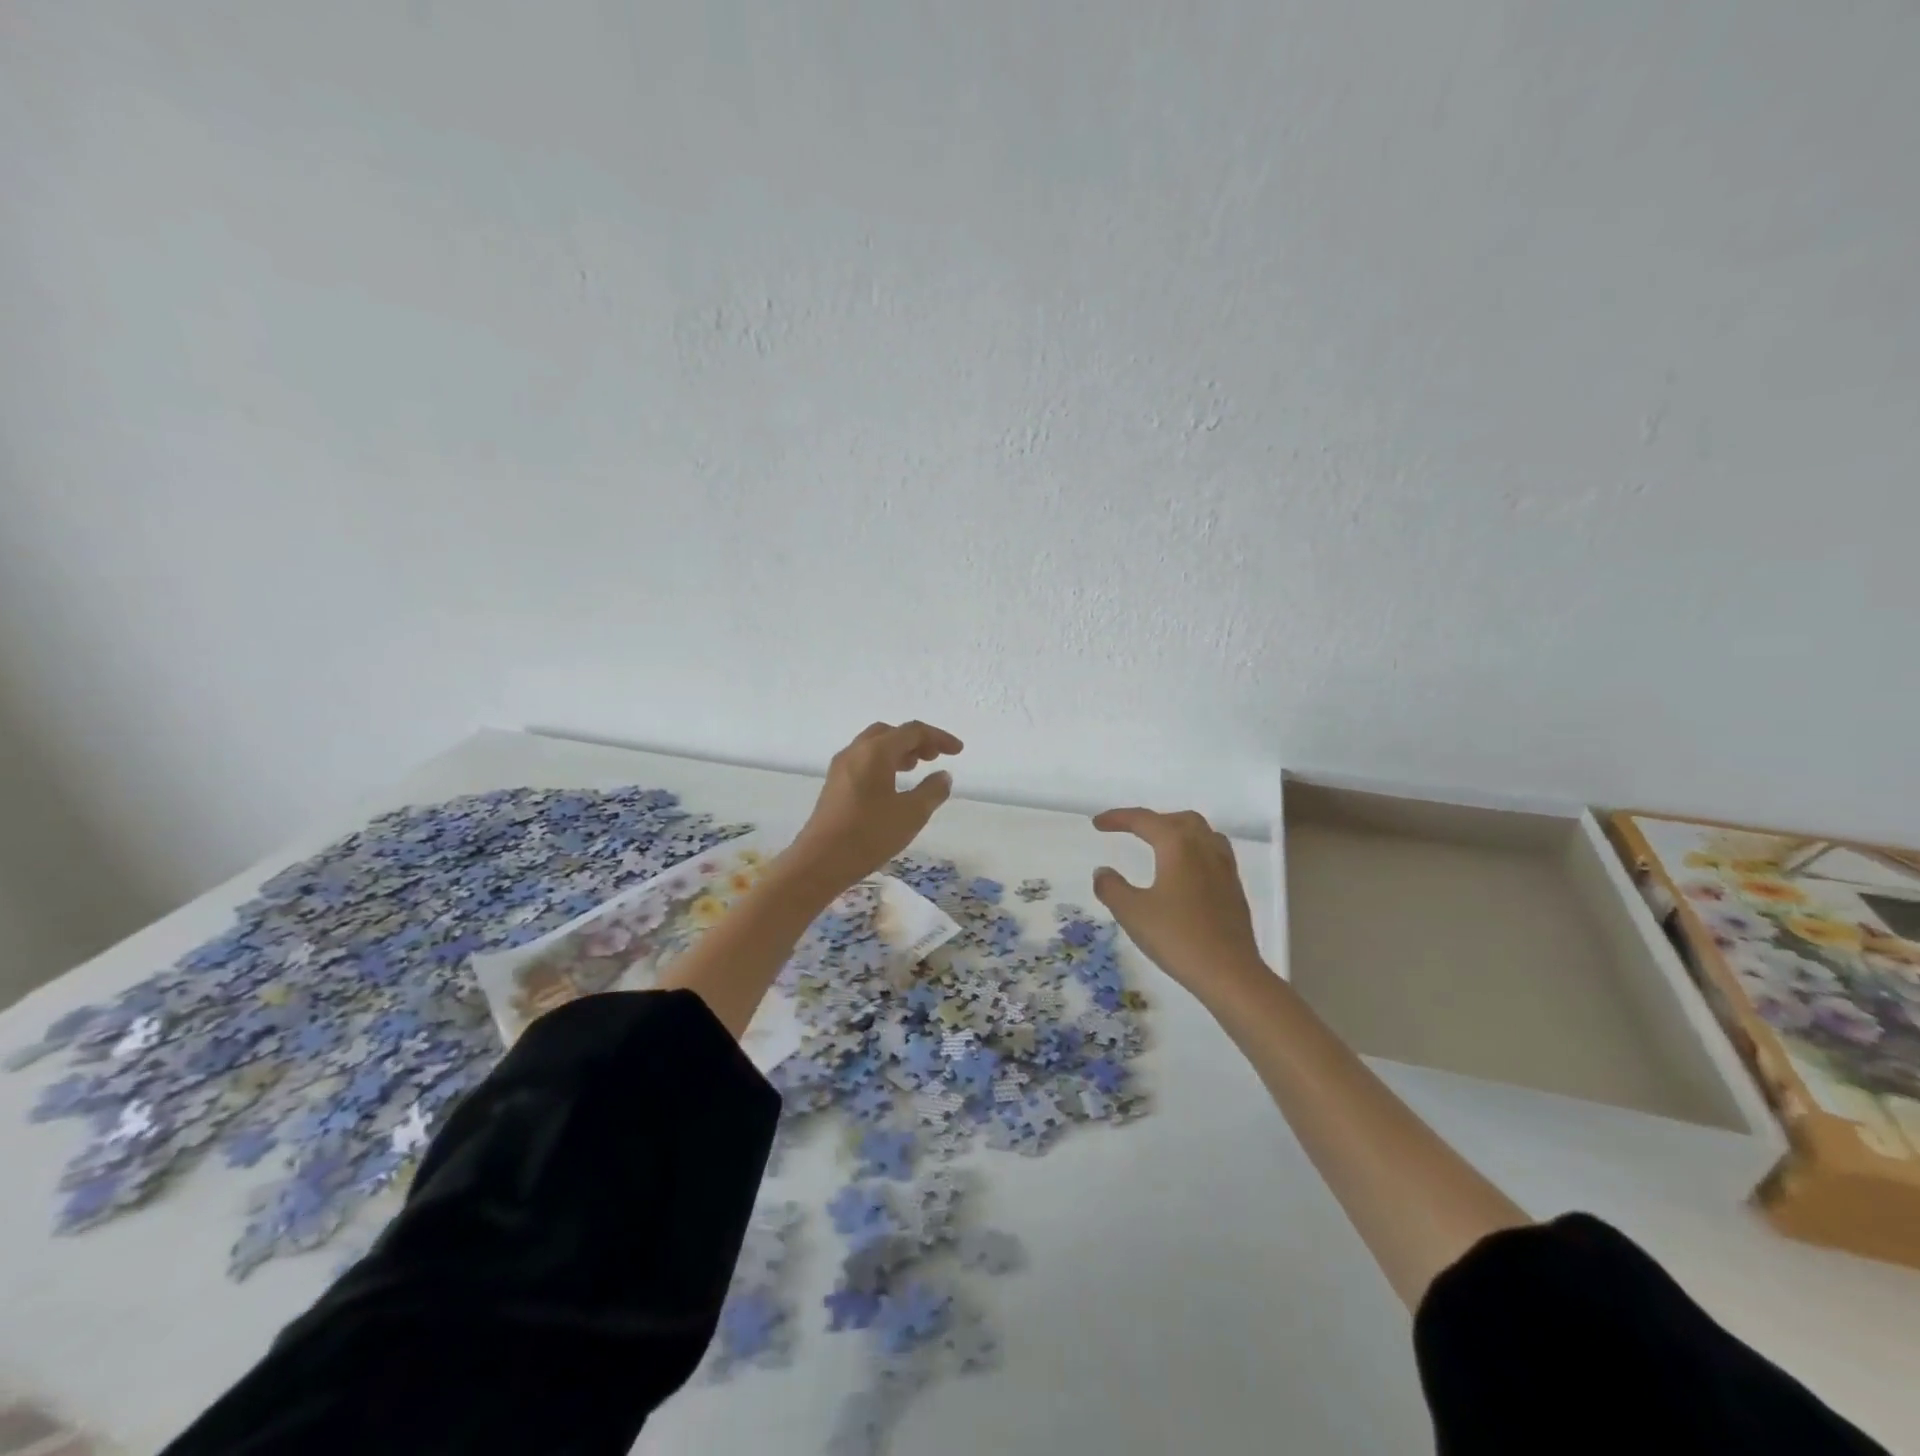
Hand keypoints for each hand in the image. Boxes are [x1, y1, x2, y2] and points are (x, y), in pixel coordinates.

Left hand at [787, 721, 963, 889]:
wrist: (820, 861)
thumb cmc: (869, 834)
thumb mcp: (911, 814)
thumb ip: (932, 791)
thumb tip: (943, 776)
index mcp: (876, 752)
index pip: (912, 731)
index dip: (938, 737)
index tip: (957, 751)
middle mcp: (856, 751)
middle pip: (890, 732)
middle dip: (916, 740)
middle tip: (935, 756)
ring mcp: (841, 767)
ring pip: (874, 746)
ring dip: (898, 751)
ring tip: (916, 767)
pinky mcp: (834, 784)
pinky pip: (863, 761)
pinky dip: (883, 762)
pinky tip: (892, 785)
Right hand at [1092, 808, 1265, 997]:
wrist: (1230, 973)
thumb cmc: (1177, 938)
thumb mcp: (1132, 913)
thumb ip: (1111, 888)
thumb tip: (1102, 872)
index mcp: (1178, 846)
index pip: (1144, 820)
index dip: (1118, 817)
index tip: (1097, 824)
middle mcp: (1204, 848)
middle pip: (1178, 820)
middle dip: (1151, 821)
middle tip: (1129, 832)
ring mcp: (1224, 867)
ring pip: (1201, 833)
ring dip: (1177, 831)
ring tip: (1159, 845)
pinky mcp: (1234, 888)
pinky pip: (1213, 852)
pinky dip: (1193, 850)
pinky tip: (1184, 872)